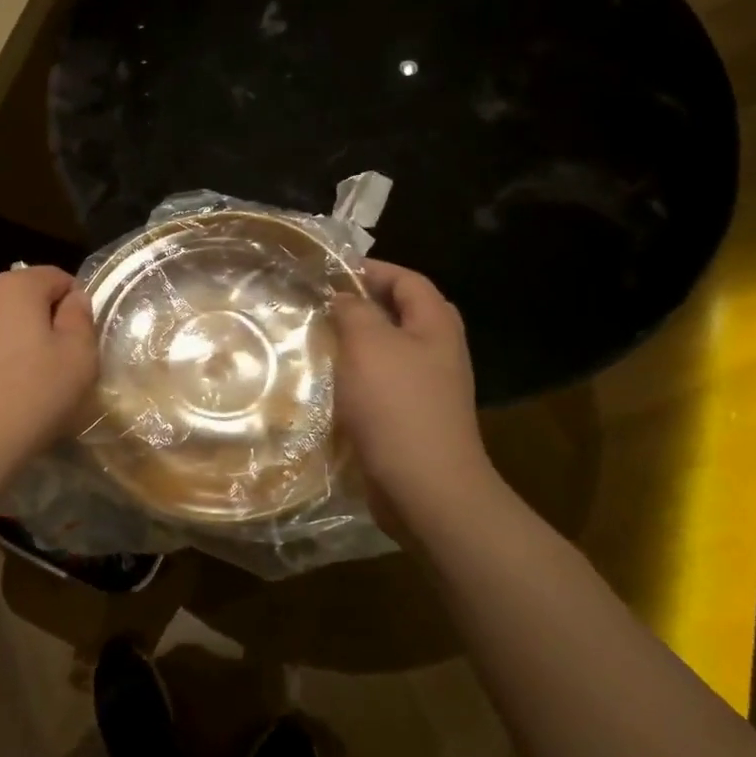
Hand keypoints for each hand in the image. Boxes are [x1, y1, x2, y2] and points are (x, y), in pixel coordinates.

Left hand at [0, 266, 98, 514]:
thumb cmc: (29, 399)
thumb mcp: (78, 360)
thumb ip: (81, 319)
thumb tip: (74, 299)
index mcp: (14, 287)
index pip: (57, 277)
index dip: (77, 305)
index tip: (83, 342)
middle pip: (24, 300)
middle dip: (44, 325)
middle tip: (59, 368)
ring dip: (16, 346)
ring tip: (26, 388)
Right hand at [331, 260, 502, 531]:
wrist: (425, 486)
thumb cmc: (396, 406)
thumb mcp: (368, 345)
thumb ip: (353, 311)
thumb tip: (343, 297)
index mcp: (436, 324)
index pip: (406, 279)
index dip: (370, 270)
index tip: (328, 274)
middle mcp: (438, 350)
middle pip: (400, 313)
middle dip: (361, 306)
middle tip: (321, 307)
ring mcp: (428, 386)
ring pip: (388, 349)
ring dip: (355, 343)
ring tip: (317, 342)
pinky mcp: (412, 416)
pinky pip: (382, 382)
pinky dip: (357, 376)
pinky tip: (329, 384)